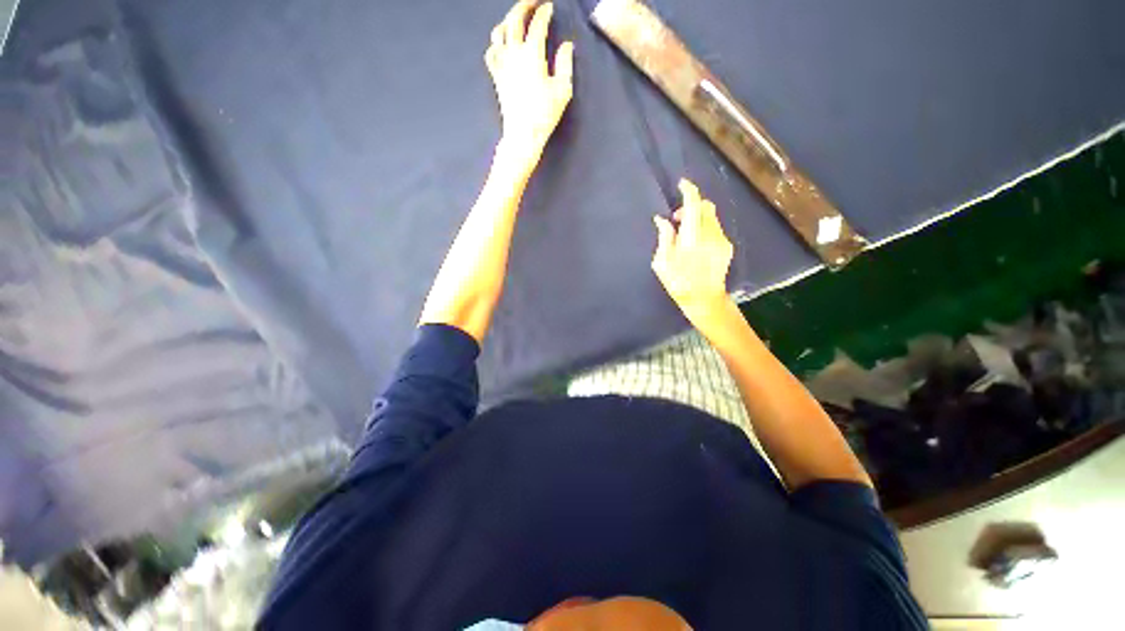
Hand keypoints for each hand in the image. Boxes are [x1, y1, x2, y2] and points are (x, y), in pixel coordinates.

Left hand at [486, 0, 573, 165]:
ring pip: (499, 31)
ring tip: (517, 19)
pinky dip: (496, 43)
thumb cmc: (545, 114)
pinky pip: (491, 52)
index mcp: (532, 54)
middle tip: (533, 1)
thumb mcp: (563, 90)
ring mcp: (502, 64)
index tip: (550, 7)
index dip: (544, 12)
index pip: (537, 23)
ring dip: (508, 20)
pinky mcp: (496, 76)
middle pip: (514, 19)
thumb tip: (566, 45)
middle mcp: (514, 53)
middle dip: (524, 5)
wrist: (523, 134)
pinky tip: (502, 44)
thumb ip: (565, 64)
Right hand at [652, 179, 734, 327]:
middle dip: (691, 205)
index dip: (688, 191)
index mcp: (692, 238)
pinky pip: (716, 227)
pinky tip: (696, 243)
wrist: (704, 300)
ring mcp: (722, 240)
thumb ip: (664, 237)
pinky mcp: (727, 246)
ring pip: (712, 216)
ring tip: (685, 233)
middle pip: (706, 206)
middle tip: (677, 220)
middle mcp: (710, 234)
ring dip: (698, 216)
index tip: (682, 184)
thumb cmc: (678, 283)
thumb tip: (662, 220)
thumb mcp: (662, 262)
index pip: (694, 205)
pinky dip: (704, 226)